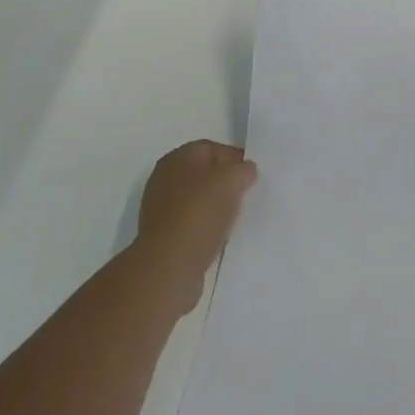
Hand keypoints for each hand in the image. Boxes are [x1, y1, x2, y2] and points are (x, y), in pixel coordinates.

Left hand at [135, 140, 257, 313]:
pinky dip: (207, 228)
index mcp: (176, 158)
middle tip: (246, 195)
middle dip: (226, 183)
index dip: (234, 158)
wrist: (170, 266)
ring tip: (236, 219)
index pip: (211, 148)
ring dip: (217, 208)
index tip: (253, 175)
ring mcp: (161, 210)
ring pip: (198, 201)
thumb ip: (243, 169)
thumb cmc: (199, 213)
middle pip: (203, 174)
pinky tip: (220, 238)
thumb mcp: (232, 180)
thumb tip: (246, 170)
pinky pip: (192, 225)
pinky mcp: (164, 238)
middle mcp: (164, 180)